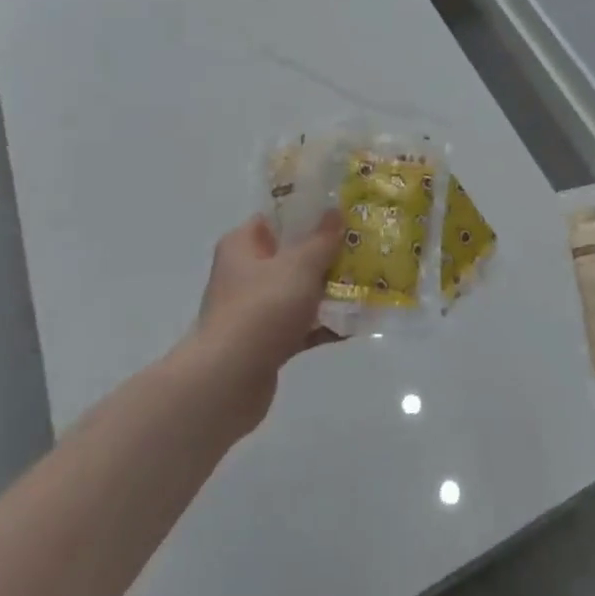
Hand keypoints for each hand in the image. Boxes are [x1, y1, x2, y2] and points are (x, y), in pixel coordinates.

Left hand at [191, 212, 343, 429]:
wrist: (227, 383)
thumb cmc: (261, 309)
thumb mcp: (300, 266)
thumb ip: (322, 239)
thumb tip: (335, 212)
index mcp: (242, 244)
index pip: (276, 218)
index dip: (308, 213)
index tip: (342, 213)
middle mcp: (244, 273)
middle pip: (291, 255)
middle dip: (326, 254)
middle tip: (362, 248)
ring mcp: (253, 310)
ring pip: (298, 291)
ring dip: (328, 291)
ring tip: (367, 285)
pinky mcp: (264, 343)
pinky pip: (299, 325)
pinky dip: (322, 324)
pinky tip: (354, 325)